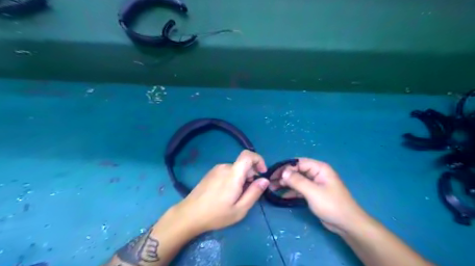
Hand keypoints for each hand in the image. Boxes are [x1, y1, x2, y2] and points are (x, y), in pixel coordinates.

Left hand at [174, 151, 269, 233]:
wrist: (189, 215)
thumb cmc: (216, 214)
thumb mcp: (239, 209)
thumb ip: (254, 193)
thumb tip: (264, 180)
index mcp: (233, 174)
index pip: (248, 155)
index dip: (259, 160)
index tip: (262, 173)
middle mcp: (225, 167)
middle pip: (243, 164)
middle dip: (251, 175)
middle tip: (248, 192)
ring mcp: (216, 169)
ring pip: (236, 169)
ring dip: (241, 178)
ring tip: (235, 196)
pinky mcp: (211, 173)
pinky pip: (227, 171)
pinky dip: (233, 178)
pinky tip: (226, 193)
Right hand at [279, 158, 369, 233]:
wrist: (347, 224)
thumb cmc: (331, 205)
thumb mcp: (313, 192)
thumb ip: (297, 181)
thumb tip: (283, 172)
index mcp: (319, 168)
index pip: (298, 163)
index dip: (285, 167)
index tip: (272, 174)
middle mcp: (316, 173)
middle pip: (296, 171)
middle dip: (283, 176)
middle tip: (270, 182)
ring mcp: (314, 184)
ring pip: (296, 180)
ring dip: (285, 184)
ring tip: (272, 188)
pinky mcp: (313, 193)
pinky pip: (299, 189)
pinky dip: (290, 191)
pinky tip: (281, 195)